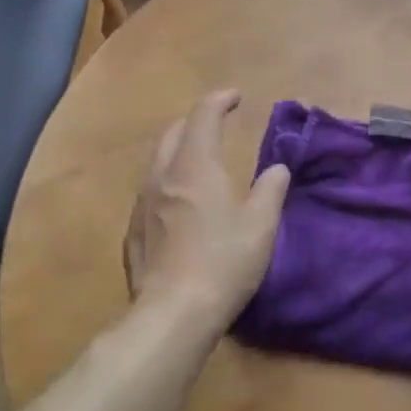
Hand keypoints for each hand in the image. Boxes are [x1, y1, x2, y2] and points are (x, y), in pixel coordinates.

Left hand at [123, 90, 289, 329]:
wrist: (172, 313)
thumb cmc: (224, 262)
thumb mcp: (261, 225)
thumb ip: (271, 190)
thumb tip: (277, 169)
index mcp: (195, 167)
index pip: (203, 116)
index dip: (219, 101)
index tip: (236, 97)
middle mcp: (163, 177)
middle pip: (172, 134)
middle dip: (195, 121)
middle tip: (216, 124)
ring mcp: (142, 205)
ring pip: (156, 161)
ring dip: (178, 150)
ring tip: (199, 159)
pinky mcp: (133, 232)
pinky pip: (150, 191)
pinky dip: (169, 180)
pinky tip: (181, 202)